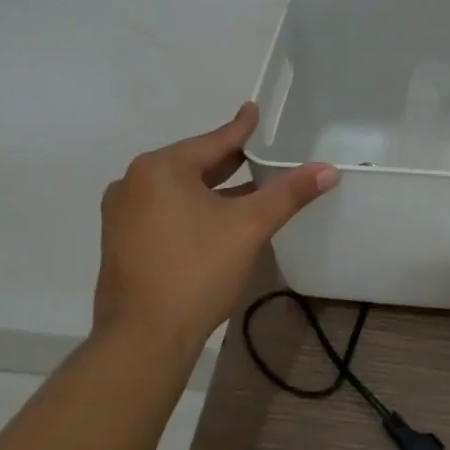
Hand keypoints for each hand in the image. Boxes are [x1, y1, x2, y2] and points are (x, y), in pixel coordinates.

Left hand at [94, 103, 336, 351]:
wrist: (142, 339)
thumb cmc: (196, 271)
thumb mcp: (249, 226)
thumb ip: (289, 193)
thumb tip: (328, 169)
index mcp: (160, 168)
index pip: (214, 141)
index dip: (241, 128)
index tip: (253, 109)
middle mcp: (134, 182)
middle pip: (194, 163)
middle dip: (229, 161)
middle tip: (260, 152)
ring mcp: (123, 214)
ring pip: (179, 189)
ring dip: (213, 188)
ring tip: (248, 185)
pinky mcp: (122, 241)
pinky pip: (165, 210)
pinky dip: (193, 208)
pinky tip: (218, 218)